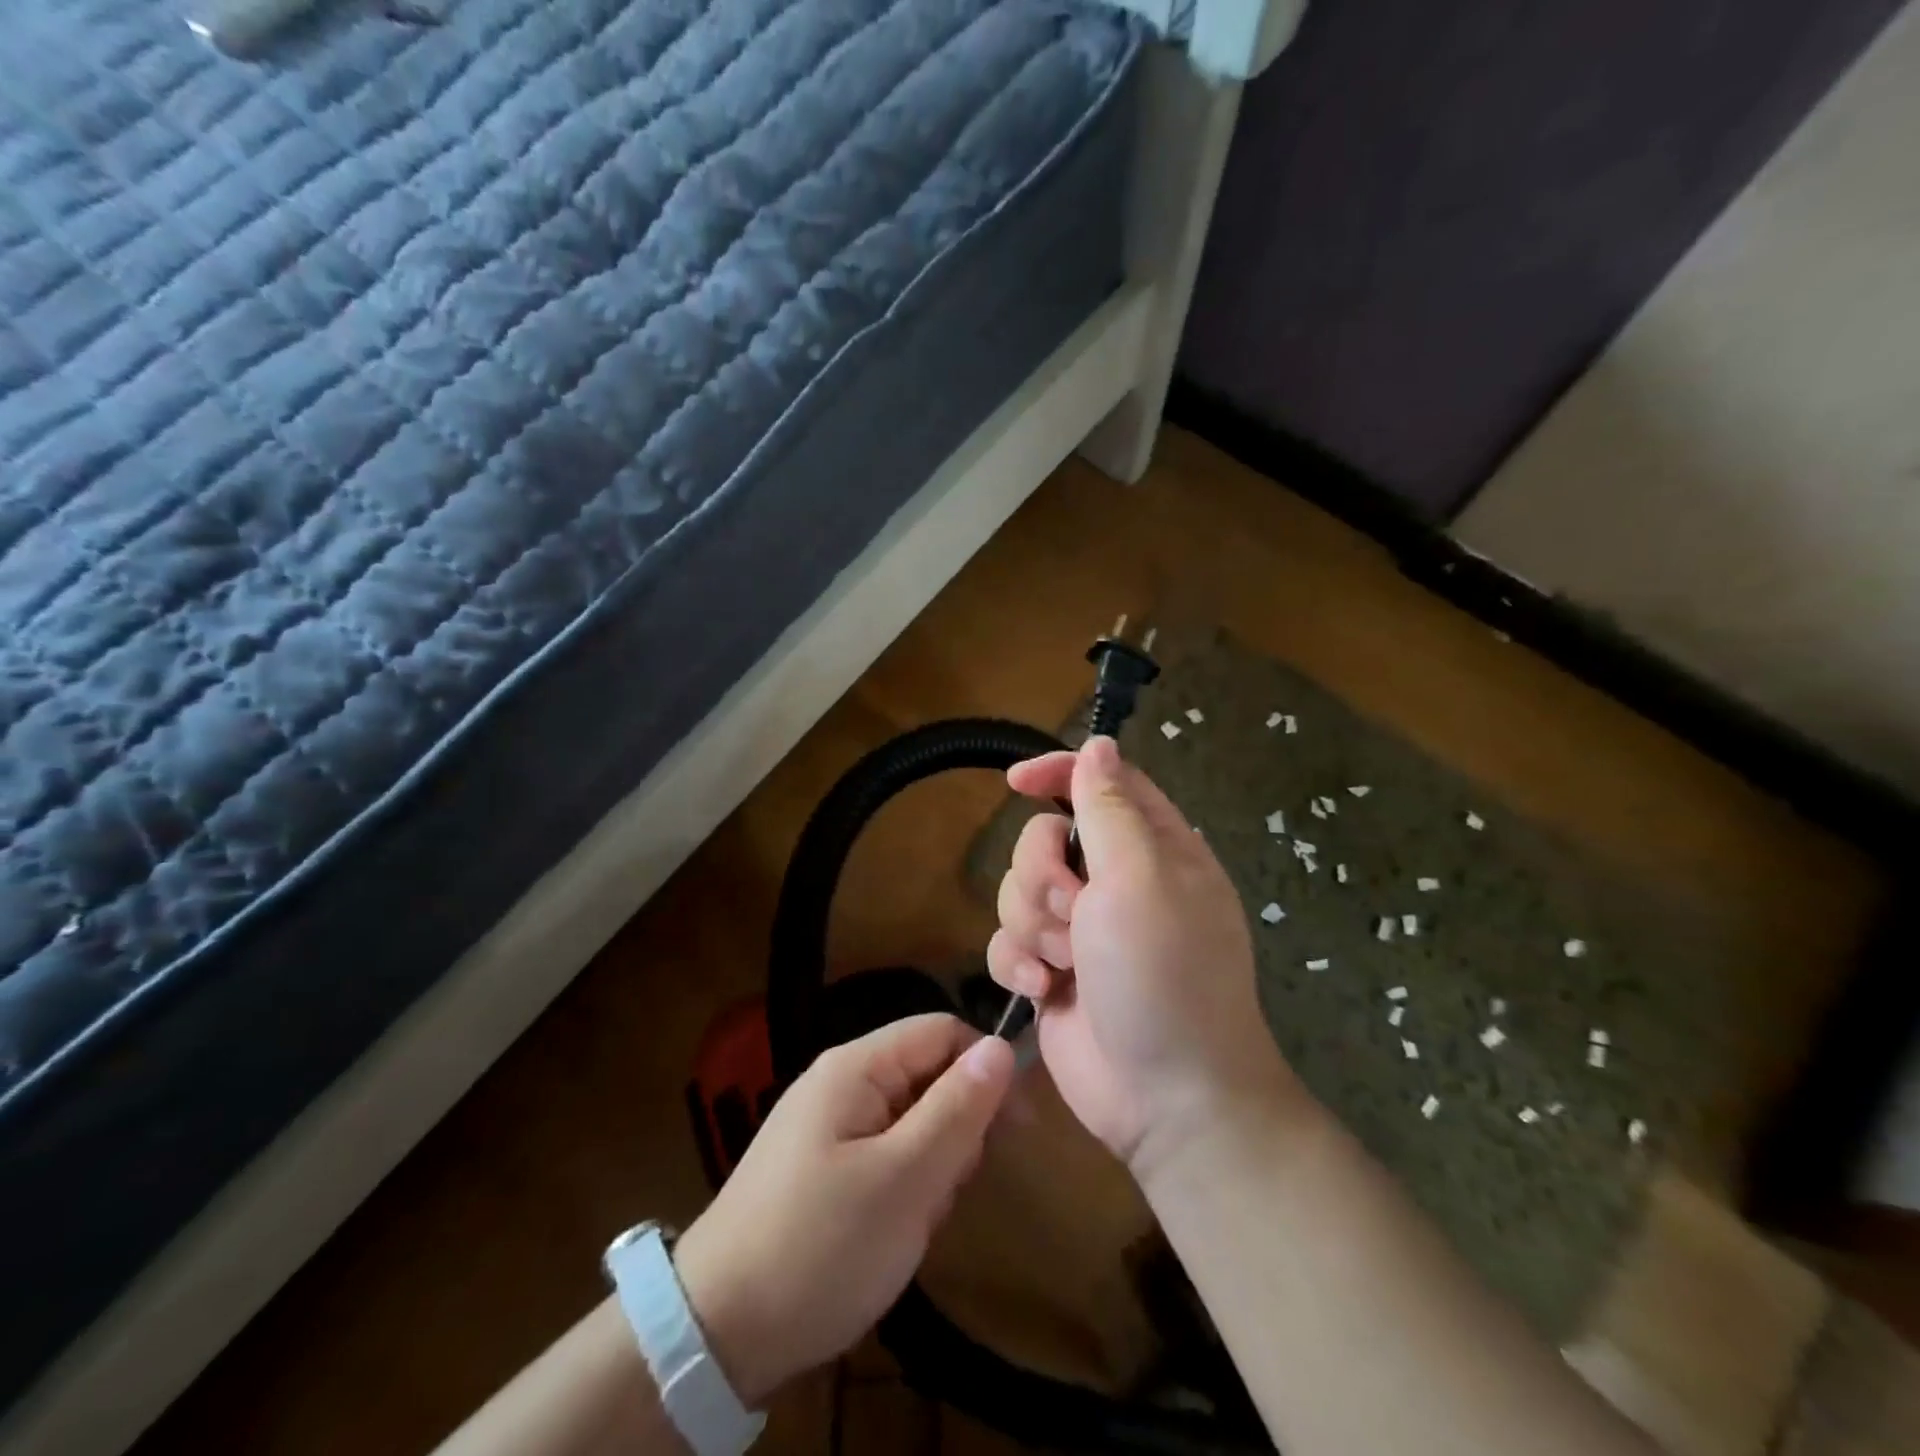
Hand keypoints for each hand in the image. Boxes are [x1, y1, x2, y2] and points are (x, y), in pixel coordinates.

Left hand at [671, 1014, 1014, 1404]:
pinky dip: (903, 1189)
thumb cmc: (821, 1246)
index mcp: (855, 1067)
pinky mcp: (823, 1167)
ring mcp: (829, 1127)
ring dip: (931, 1168)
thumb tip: (1000, 1046)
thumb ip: (957, 1108)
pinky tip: (893, 1232)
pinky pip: (885, 1156)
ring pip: (911, 1122)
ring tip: (915, 1221)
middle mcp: (841, 1083)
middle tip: (949, 1190)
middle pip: (927, 1077)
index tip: (1017, 1128)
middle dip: (954, 1130)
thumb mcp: (905, 1179)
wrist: (717, 1333)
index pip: (941, 1031)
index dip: (984, 1067)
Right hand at [986, 736, 1293, 1169]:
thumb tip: (1100, 745)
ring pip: (1016, 889)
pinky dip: (1017, 962)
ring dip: (1032, 925)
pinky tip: (1041, 990)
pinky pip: (1005, 939)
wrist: (1167, 1098)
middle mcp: (1115, 880)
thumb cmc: (1165, 976)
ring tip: (1063, 963)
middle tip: (1071, 911)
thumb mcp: (1141, 878)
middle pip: (1043, 838)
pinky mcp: (1051, 970)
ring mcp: (1081, 928)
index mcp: (1153, 847)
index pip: (1100, 781)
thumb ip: (1111, 808)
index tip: (1016, 782)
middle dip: (1042, 874)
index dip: (1057, 772)